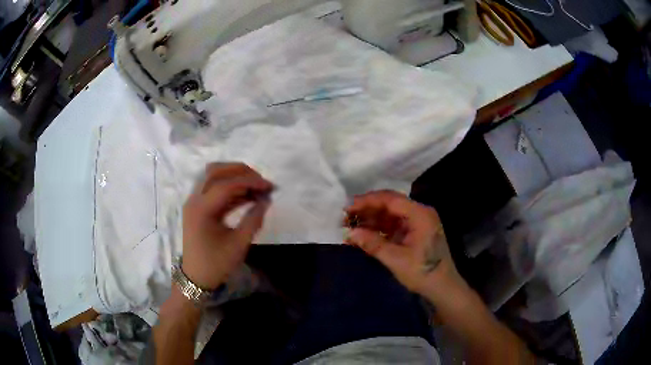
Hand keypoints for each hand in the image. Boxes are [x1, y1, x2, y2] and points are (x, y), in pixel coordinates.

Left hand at [181, 162, 272, 289]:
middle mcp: (194, 200)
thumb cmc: (216, 264)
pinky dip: (230, 187)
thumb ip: (253, 219)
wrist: (196, 278)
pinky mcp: (198, 207)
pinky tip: (247, 195)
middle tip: (261, 181)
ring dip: (234, 176)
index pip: (226, 185)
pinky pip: (214, 189)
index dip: (250, 182)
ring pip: (213, 177)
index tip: (270, 187)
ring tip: (256, 187)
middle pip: (215, 171)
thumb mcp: (239, 244)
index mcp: (201, 210)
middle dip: (240, 171)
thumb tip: (266, 200)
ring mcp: (194, 202)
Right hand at [344, 190, 462, 298]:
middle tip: (345, 218)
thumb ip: (373, 244)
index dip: (367, 201)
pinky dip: (378, 230)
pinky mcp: (413, 233)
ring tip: (350, 227)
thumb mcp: (396, 259)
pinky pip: (393, 226)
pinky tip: (363, 235)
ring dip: (370, 220)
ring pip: (389, 215)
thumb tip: (349, 233)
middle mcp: (419, 213)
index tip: (347, 207)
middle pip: (389, 205)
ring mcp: (417, 223)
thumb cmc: (424, 273)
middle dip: (367, 210)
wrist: (443, 289)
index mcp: (420, 214)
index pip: (390, 199)